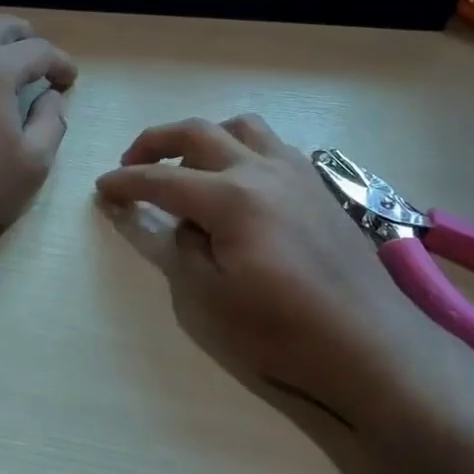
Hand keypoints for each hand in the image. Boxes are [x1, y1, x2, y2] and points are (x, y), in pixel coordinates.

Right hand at [95, 114, 472, 426]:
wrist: (371, 345)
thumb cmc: (285, 332)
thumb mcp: (211, 301)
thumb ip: (186, 250)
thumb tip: (186, 225)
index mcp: (231, 199)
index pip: (163, 180)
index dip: (127, 182)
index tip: (103, 188)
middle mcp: (262, 170)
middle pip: (198, 132)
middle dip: (156, 142)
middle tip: (132, 162)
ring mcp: (297, 173)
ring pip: (242, 127)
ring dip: (205, 136)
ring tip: (189, 164)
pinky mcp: (320, 186)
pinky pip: (273, 146)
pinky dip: (243, 149)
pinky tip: (240, 181)